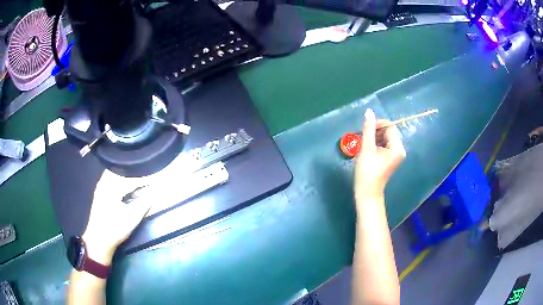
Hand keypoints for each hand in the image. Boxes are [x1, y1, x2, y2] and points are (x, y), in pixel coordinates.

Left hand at [82, 170, 151, 264]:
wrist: (98, 240)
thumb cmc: (115, 229)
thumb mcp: (132, 218)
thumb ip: (144, 203)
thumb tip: (155, 192)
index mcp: (112, 187)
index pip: (131, 179)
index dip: (143, 179)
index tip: (154, 179)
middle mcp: (104, 183)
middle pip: (121, 171)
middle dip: (133, 174)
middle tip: (145, 177)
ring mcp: (100, 187)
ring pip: (114, 173)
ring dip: (125, 175)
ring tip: (136, 179)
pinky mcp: (99, 192)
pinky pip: (109, 178)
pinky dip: (119, 178)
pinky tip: (123, 184)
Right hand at [354, 108, 405, 203]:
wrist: (367, 194)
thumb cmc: (367, 172)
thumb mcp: (367, 149)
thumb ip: (368, 129)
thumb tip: (369, 111)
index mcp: (397, 147)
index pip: (390, 126)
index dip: (377, 124)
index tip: (365, 130)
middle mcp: (400, 149)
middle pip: (388, 131)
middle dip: (375, 132)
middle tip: (362, 138)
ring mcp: (396, 155)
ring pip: (385, 138)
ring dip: (374, 138)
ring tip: (363, 145)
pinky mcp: (391, 158)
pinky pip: (384, 145)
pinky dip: (376, 144)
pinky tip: (367, 150)